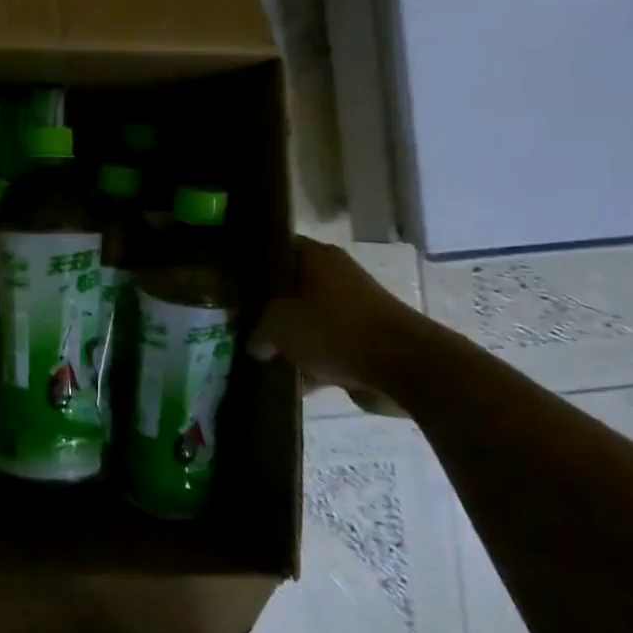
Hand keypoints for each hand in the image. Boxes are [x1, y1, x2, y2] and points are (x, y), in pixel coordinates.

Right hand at [252, 238, 429, 413]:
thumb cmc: (334, 329)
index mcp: (317, 258)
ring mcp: (352, 311)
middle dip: (265, 308)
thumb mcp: (277, 325)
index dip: (250, 263)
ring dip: (287, 340)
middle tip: (236, 322)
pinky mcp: (364, 342)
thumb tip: (255, 344)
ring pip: (307, 321)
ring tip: (256, 355)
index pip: (275, 249)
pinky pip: (326, 349)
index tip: (228, 281)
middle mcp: (335, 277)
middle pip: (289, 288)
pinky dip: (309, 364)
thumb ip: (257, 332)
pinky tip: (286, 382)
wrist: (405, 367)